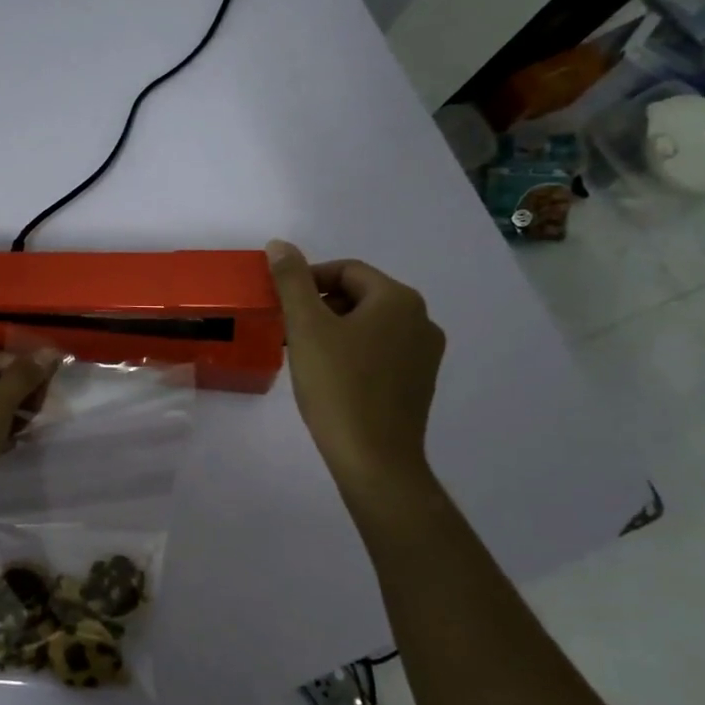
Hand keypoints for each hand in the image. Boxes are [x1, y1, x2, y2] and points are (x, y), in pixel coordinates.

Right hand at [266, 240, 444, 489]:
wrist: (374, 459)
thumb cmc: (338, 387)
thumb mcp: (306, 328)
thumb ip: (291, 281)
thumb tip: (280, 244)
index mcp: (398, 299)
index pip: (346, 270)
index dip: (308, 280)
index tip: (281, 304)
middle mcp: (421, 319)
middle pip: (360, 295)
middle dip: (321, 306)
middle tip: (289, 329)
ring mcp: (425, 354)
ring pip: (370, 325)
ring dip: (335, 329)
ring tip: (305, 353)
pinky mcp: (419, 382)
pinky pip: (381, 352)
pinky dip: (353, 353)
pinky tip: (330, 376)